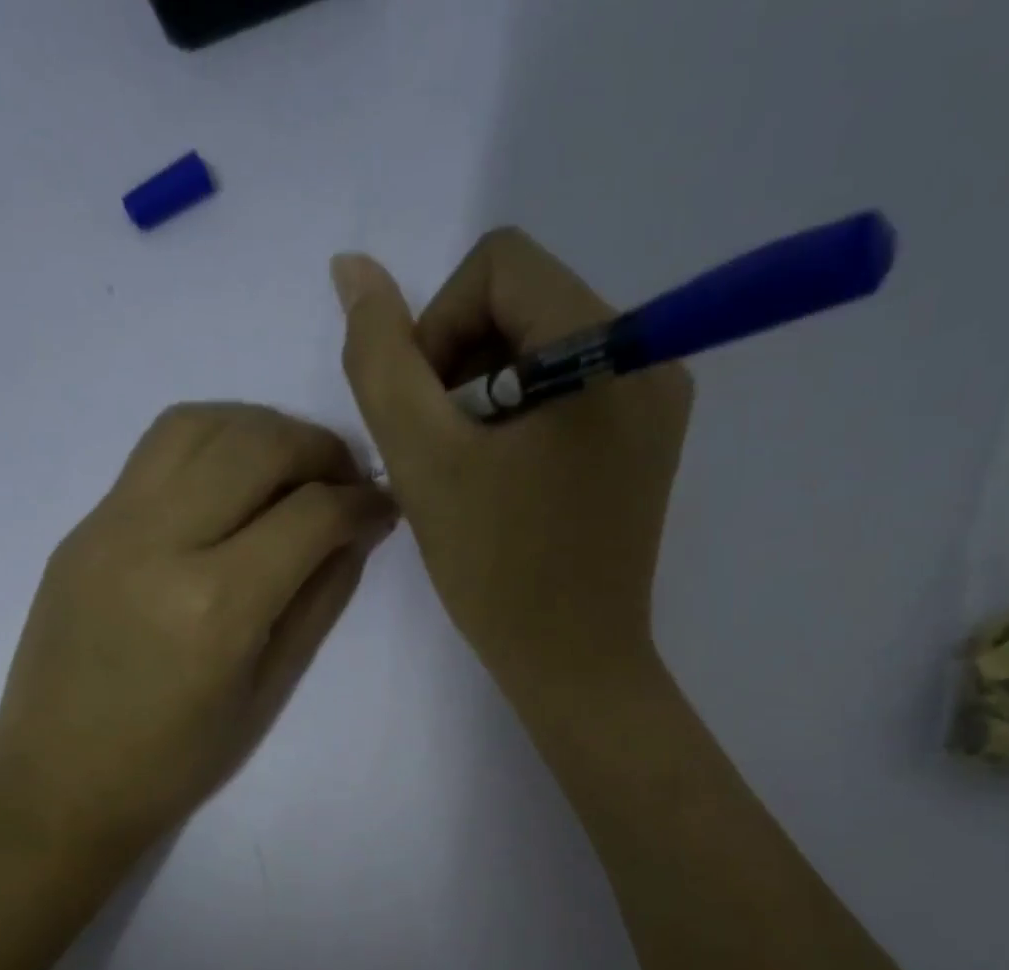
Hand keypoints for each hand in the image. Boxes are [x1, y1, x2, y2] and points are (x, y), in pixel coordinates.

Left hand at [0, 403, 396, 855]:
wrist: (59, 782)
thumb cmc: (176, 761)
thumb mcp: (268, 690)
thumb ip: (318, 602)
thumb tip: (357, 535)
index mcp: (216, 605)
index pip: (310, 515)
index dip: (361, 502)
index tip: (384, 507)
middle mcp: (159, 543)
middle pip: (256, 444)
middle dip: (320, 449)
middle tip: (346, 480)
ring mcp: (110, 525)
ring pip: (199, 424)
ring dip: (262, 429)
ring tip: (292, 467)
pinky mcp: (83, 526)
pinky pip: (156, 452)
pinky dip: (212, 444)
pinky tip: (234, 482)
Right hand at [333, 229, 692, 701]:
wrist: (574, 665)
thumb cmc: (500, 572)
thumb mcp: (425, 461)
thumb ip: (381, 359)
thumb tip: (353, 270)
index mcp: (608, 348)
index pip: (500, 266)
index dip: (438, 326)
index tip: (426, 414)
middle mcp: (649, 357)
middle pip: (525, 302)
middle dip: (462, 366)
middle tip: (444, 453)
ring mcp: (655, 402)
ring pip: (542, 347)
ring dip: (485, 396)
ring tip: (470, 473)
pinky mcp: (646, 440)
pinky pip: (568, 390)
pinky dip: (520, 419)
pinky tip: (503, 480)